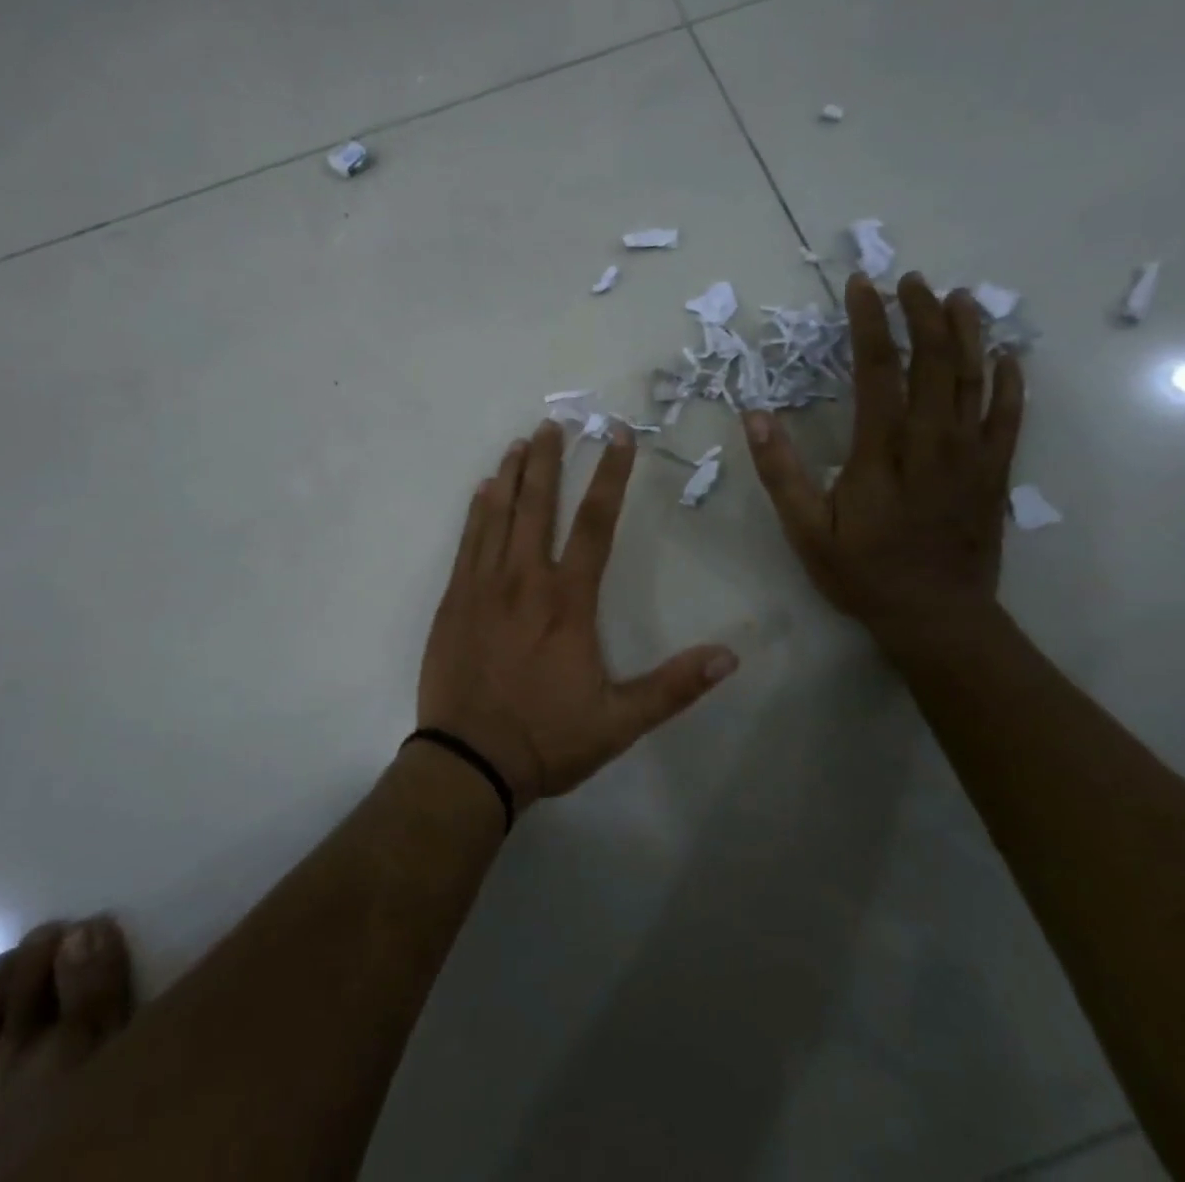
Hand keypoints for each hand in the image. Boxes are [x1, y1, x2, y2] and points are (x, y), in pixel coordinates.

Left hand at [419, 420, 739, 809]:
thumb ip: (673, 687)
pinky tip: (483, 490)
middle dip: (549, 460)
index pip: (595, 524)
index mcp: (567, 602)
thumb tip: (730, 656)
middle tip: (554, 423)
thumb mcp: (620, 722)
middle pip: (538, 505)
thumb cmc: (546, 739)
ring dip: (511, 475)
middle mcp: (524, 580)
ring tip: (520, 443)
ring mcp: (483, 586)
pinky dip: (477, 510)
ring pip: (498, 515)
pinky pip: (467, 541)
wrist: (468, 761)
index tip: (617, 437)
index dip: (609, 476)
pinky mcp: (454, 600)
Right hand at [744, 271, 1024, 651]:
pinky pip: (1009, 417)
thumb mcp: (805, 530)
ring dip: (968, 333)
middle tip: (911, 279)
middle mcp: (932, 442)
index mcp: (881, 451)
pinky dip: (1009, 382)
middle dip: (922, 314)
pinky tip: (1007, 356)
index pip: (877, 370)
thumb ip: (780, 471)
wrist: (937, 618)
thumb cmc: (863, 573)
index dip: (869, 322)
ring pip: (975, 380)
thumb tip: (754, 415)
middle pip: (933, 362)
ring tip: (959, 297)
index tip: (862, 286)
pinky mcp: (994, 473)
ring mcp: (971, 455)